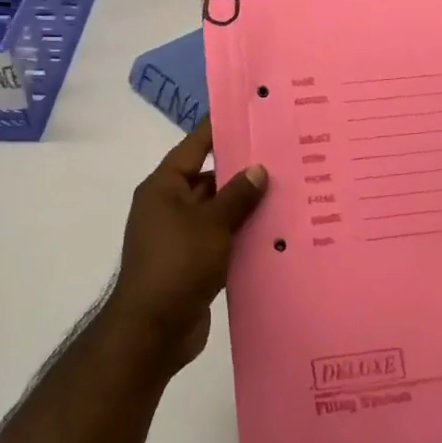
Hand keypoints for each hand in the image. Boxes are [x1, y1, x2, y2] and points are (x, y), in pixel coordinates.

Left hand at [105, 119, 266, 370]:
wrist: (153, 330)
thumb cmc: (177, 264)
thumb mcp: (211, 225)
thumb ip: (236, 196)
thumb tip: (257, 169)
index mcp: (164, 187)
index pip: (194, 146)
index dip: (218, 129)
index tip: (247, 113)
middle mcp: (169, 207)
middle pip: (208, 179)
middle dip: (242, 171)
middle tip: (283, 156)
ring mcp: (180, 236)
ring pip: (218, 211)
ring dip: (245, 206)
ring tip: (288, 191)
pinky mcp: (193, 263)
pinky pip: (221, 239)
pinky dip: (242, 235)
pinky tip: (275, 232)